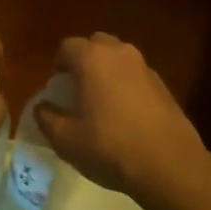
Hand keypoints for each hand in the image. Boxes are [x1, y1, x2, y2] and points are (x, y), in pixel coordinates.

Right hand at [36, 33, 204, 201]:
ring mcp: (144, 66)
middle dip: (84, 61)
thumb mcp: (66, 140)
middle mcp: (119, 53)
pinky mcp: (163, 84)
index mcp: (91, 58)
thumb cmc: (110, 147)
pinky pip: (136, 75)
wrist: (169, 164)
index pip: (67, 47)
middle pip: (95, 45)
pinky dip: (127, 85)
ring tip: (102, 102)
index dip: (58, 65)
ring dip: (107, 72)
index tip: (57, 88)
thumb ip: (47, 118)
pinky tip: (126, 115)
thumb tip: (41, 107)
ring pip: (118, 58)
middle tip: (78, 90)